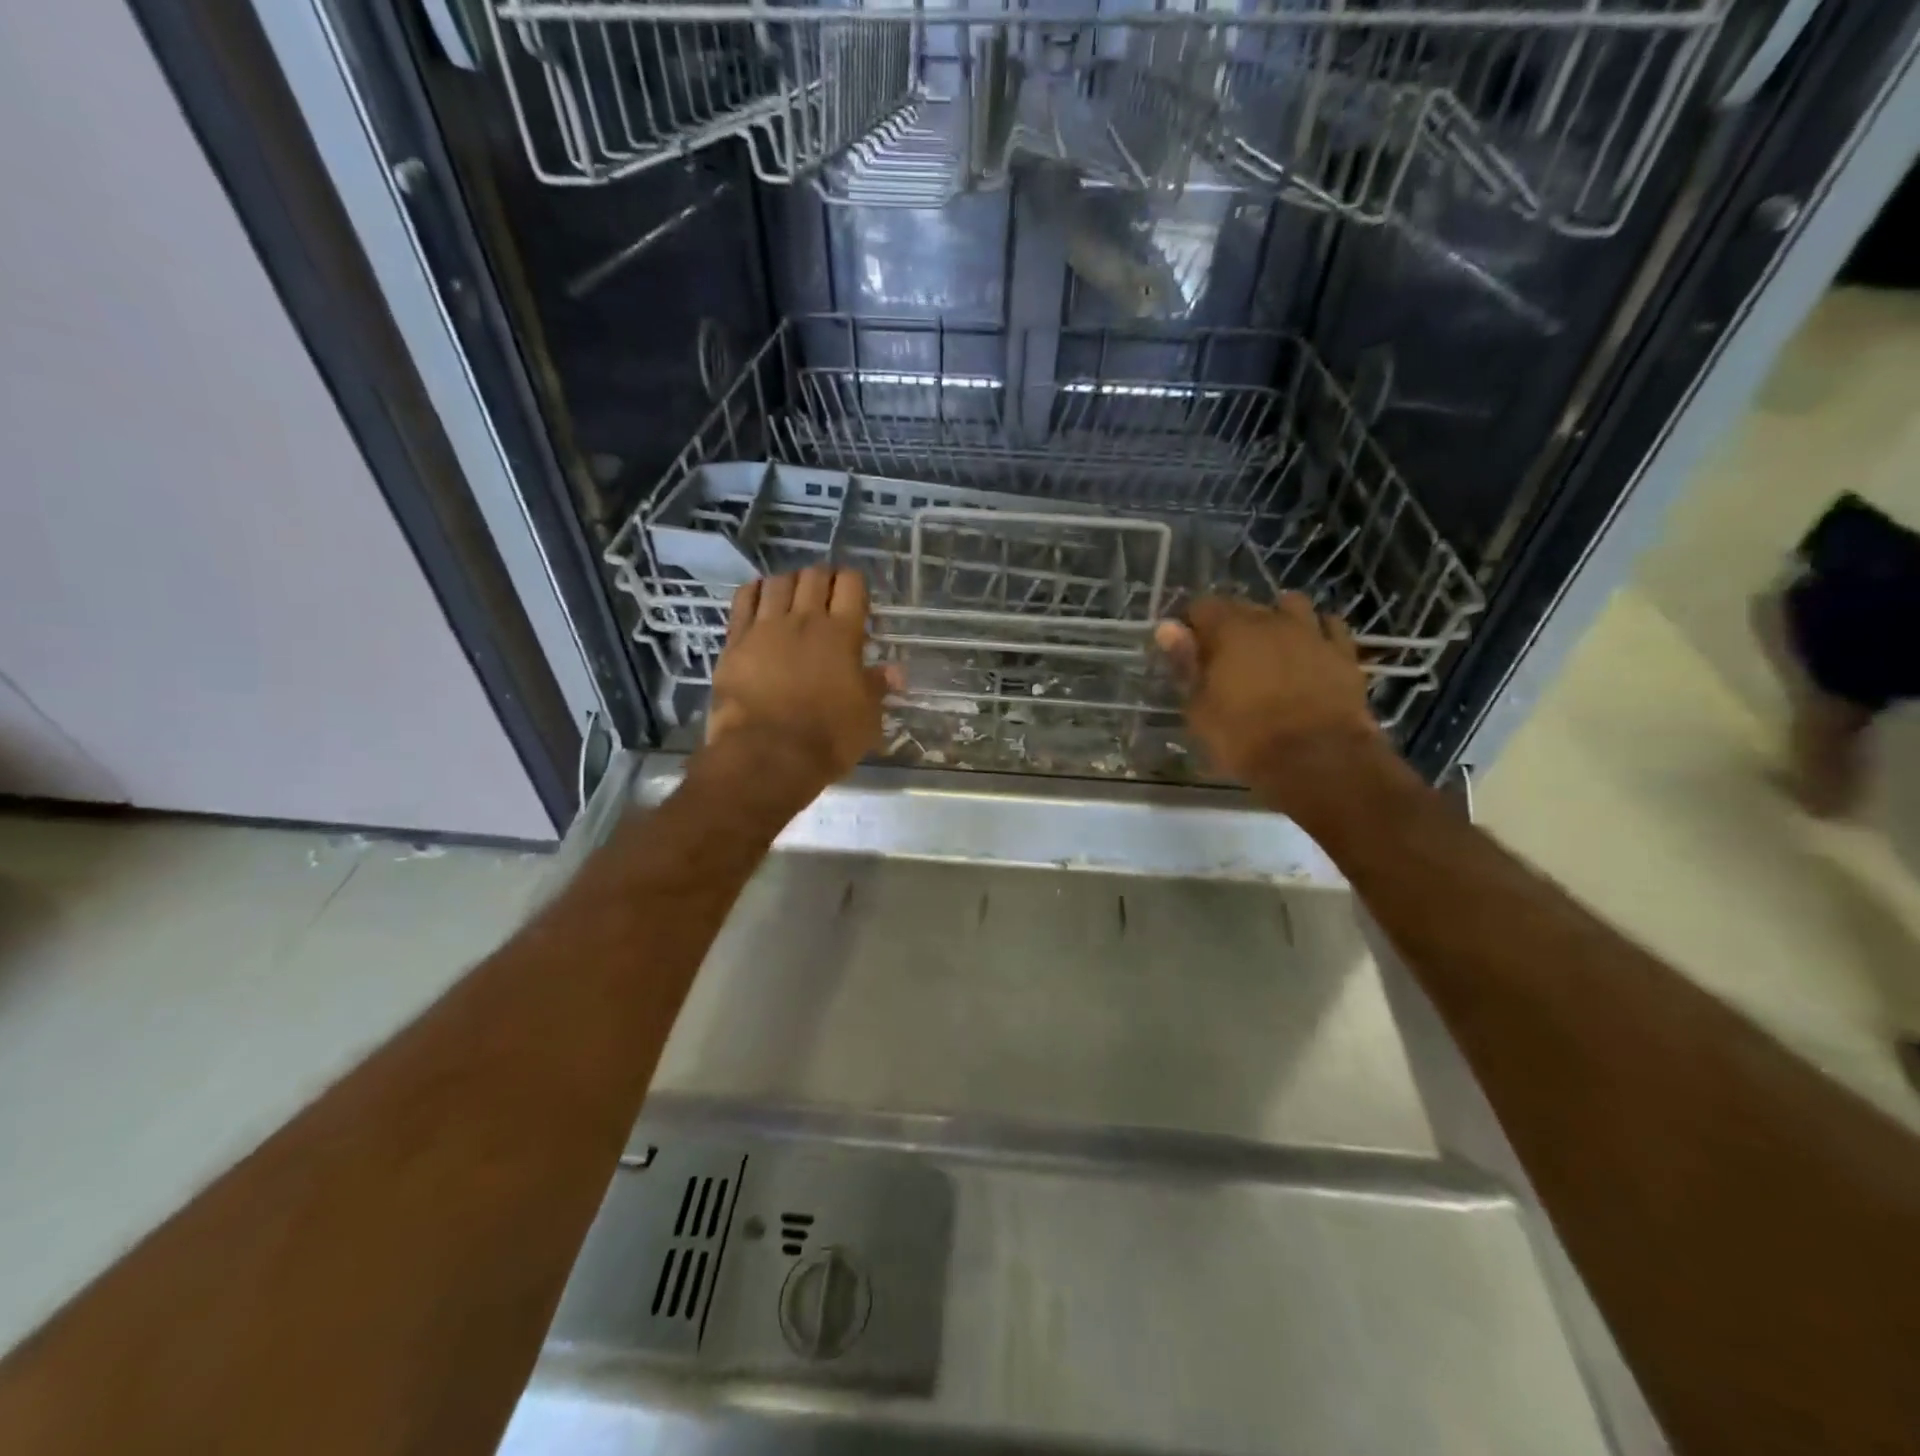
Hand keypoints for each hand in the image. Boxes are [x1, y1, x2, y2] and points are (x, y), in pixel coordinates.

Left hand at [704, 567, 899, 799]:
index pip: (851, 584)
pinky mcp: (736, 640)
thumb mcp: (866, 718)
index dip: (853, 583)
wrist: (767, 754)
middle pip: (814, 576)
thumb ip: (878, 688)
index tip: (855, 598)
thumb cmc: (827, 739)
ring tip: (793, 597)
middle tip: (826, 595)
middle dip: (823, 578)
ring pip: (778, 582)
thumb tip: (895, 671)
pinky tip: (760, 596)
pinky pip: (744, 599)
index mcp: (842, 634)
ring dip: (790, 582)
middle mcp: (805, 620)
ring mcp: (766, 627)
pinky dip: (755, 591)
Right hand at [1154, 593, 1383, 789]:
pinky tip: (1310, 649)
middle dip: (1230, 624)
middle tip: (1223, 657)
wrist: (1318, 760)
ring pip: (1291, 605)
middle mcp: (1270, 620)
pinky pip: (1330, 627)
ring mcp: (1311, 633)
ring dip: (1277, 617)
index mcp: (1229, 630)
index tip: (1187, 650)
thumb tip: (1168, 629)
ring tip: (1270, 644)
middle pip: (1243, 605)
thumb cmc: (1245, 738)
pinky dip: (1317, 632)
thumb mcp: (1200, 709)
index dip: (1191, 625)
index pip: (1201, 606)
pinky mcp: (1344, 653)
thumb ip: (1185, 664)